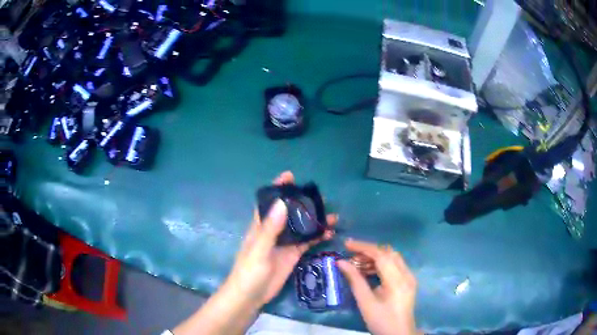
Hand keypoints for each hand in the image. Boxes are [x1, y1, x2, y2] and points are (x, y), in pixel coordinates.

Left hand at [174, 171, 336, 334]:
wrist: (251, 296)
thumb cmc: (249, 272)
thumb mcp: (259, 250)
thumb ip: (270, 229)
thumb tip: (282, 203)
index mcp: (261, 226)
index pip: (269, 202)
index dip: (278, 189)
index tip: (290, 176)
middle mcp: (273, 231)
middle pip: (289, 212)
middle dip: (302, 203)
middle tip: (320, 196)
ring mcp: (284, 243)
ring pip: (301, 227)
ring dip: (314, 220)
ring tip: (332, 215)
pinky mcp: (292, 255)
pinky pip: (306, 242)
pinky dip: (317, 236)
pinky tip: (329, 233)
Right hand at [337, 239, 420, 334]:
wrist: (399, 334)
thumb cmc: (381, 320)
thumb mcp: (365, 302)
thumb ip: (354, 280)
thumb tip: (340, 262)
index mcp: (397, 280)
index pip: (381, 255)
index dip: (363, 247)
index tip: (346, 244)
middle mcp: (406, 274)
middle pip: (388, 253)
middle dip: (369, 251)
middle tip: (350, 257)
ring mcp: (409, 277)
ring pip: (392, 258)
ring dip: (375, 257)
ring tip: (357, 265)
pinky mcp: (408, 281)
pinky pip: (395, 265)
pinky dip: (382, 264)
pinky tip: (369, 272)